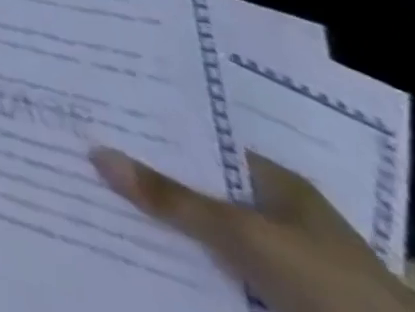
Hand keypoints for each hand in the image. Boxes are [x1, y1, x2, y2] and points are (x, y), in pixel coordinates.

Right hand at [91, 147, 414, 311]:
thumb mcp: (242, 234)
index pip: (200, 144)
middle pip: (200, 188)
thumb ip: (172, 198)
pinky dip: (185, 260)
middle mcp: (276, 211)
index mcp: (275, 181)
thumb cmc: (326, 280)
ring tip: (101, 198)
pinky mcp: (277, 295)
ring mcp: (280, 258)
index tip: (102, 120)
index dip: (153, 133)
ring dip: (165, 223)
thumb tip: (96, 151)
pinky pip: (217, 267)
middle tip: (88, 154)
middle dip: (151, 179)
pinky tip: (144, 249)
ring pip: (206, 230)